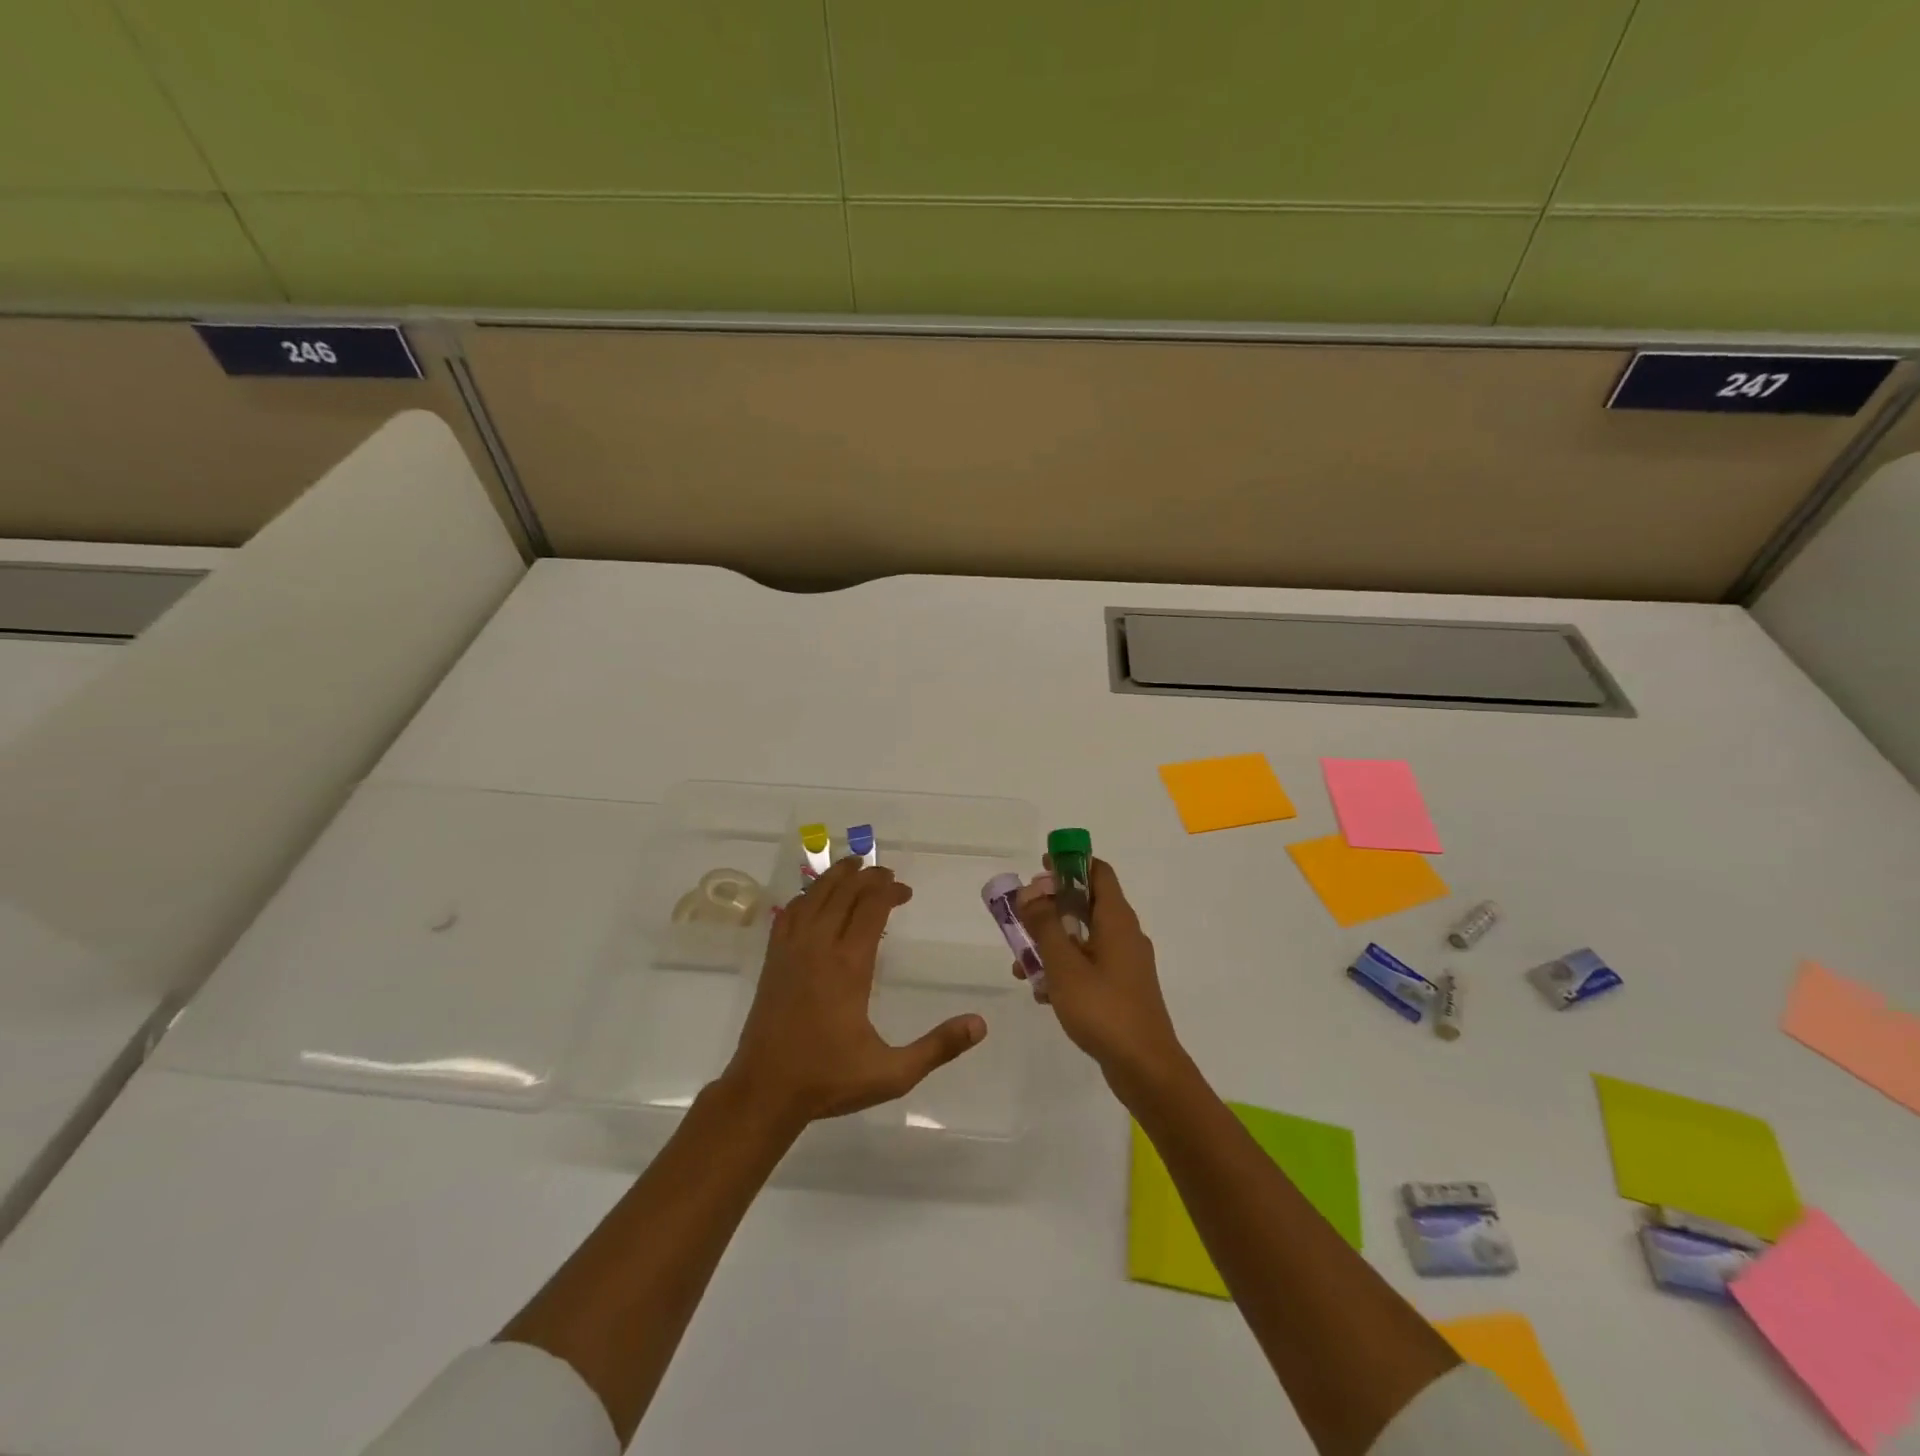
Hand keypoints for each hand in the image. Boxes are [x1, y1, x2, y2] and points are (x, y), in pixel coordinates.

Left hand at [719, 857, 986, 1128]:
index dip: (890, 891)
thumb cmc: (830, 1079)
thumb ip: (938, 1047)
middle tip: (887, 876)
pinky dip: (806, 897)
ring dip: (836, 877)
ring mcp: (791, 950)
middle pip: (844, 892)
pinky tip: (814, 898)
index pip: (871, 907)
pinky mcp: (772, 961)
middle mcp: (819, 947)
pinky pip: (789, 913)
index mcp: (849, 965)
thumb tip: (980, 1025)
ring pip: (814, 896)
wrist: (764, 1091)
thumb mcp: (893, 1073)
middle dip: (868, 877)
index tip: (906, 892)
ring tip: (854, 867)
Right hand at [1016, 858, 1185, 1092]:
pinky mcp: (1122, 988)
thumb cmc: (1103, 1009)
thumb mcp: (1064, 965)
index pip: (1098, 872)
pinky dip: (1065, 968)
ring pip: (1084, 937)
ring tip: (1021, 964)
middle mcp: (1125, 934)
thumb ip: (1044, 925)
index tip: (1040, 867)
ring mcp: (1126, 963)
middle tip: (1021, 915)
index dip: (1070, 863)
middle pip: (1087, 904)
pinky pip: (1089, 964)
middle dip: (1051, 906)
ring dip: (1052, 942)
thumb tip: (1030, 890)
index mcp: (1117, 919)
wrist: (1145, 1068)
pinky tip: (1042, 992)